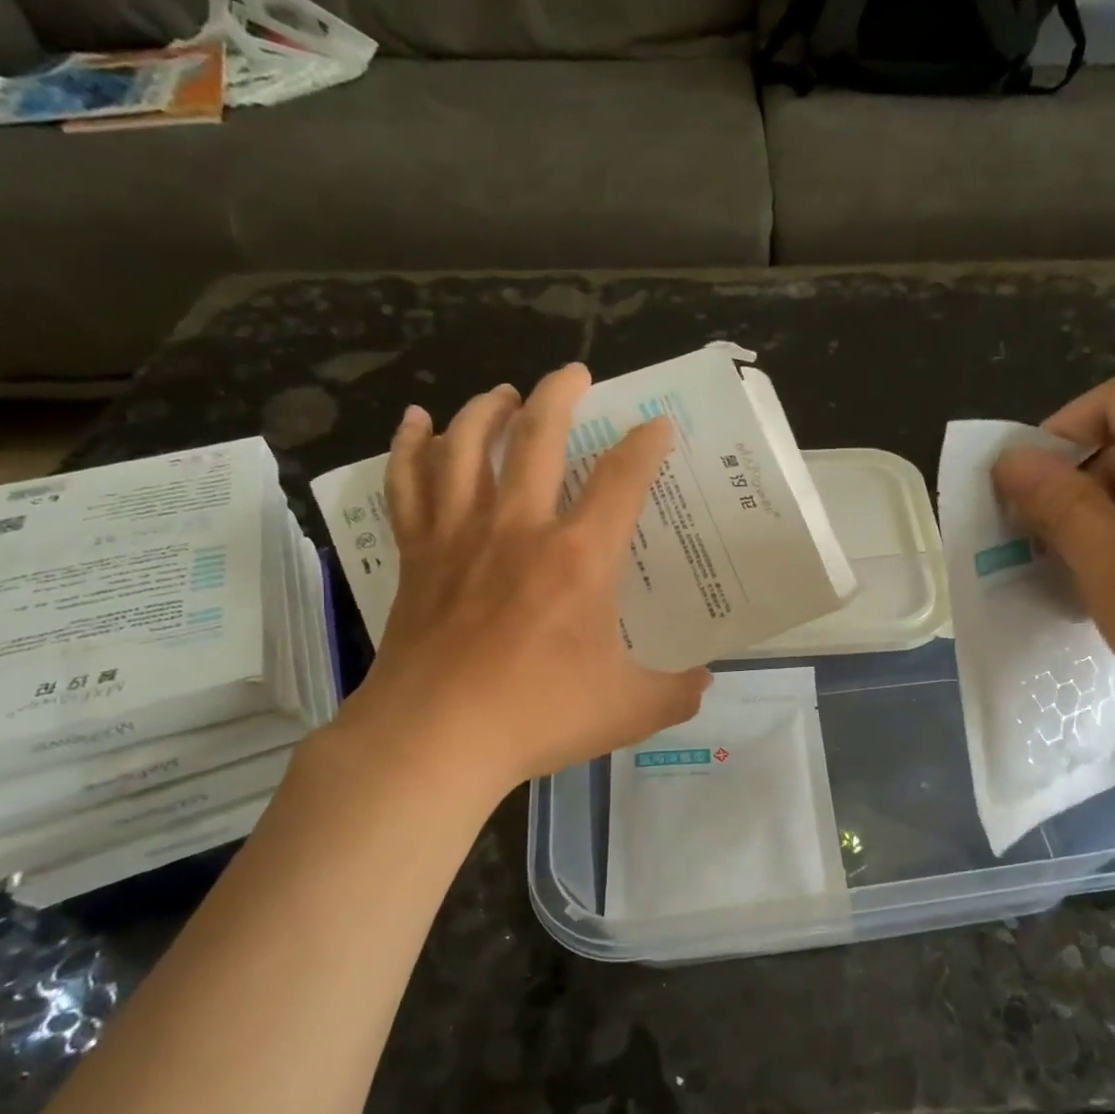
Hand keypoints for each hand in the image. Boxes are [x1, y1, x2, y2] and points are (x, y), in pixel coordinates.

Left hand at [335, 364, 711, 796]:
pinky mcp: (417, 555)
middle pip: (538, 436)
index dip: (646, 445)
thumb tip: (705, 680)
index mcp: (580, 558)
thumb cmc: (537, 717)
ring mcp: (460, 536)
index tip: (658, 426)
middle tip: (576, 373)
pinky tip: (417, 422)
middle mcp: (520, 528)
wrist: (434, 740)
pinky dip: (411, 446)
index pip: (622, 479)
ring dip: (489, 409)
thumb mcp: (630, 709)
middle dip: (561, 394)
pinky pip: (409, 484)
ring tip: (505, 393)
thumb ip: (677, 691)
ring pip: (469, 445)